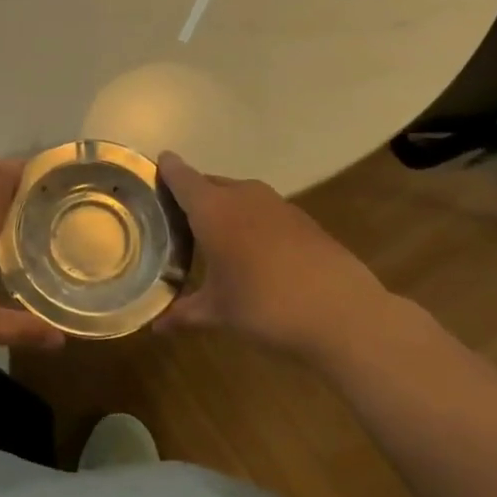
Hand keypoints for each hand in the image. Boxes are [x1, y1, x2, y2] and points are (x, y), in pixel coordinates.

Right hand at [157, 151, 401, 352]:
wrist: (343, 313)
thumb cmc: (265, 306)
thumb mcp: (218, 312)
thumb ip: (184, 313)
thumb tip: (156, 327)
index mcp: (213, 209)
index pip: (181, 177)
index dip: (166, 170)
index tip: (153, 169)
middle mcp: (242, 196)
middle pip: (209, 183)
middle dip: (193, 195)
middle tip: (175, 215)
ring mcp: (277, 204)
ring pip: (239, 195)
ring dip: (224, 207)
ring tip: (212, 233)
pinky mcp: (303, 219)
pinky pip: (264, 210)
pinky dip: (251, 221)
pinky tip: (253, 249)